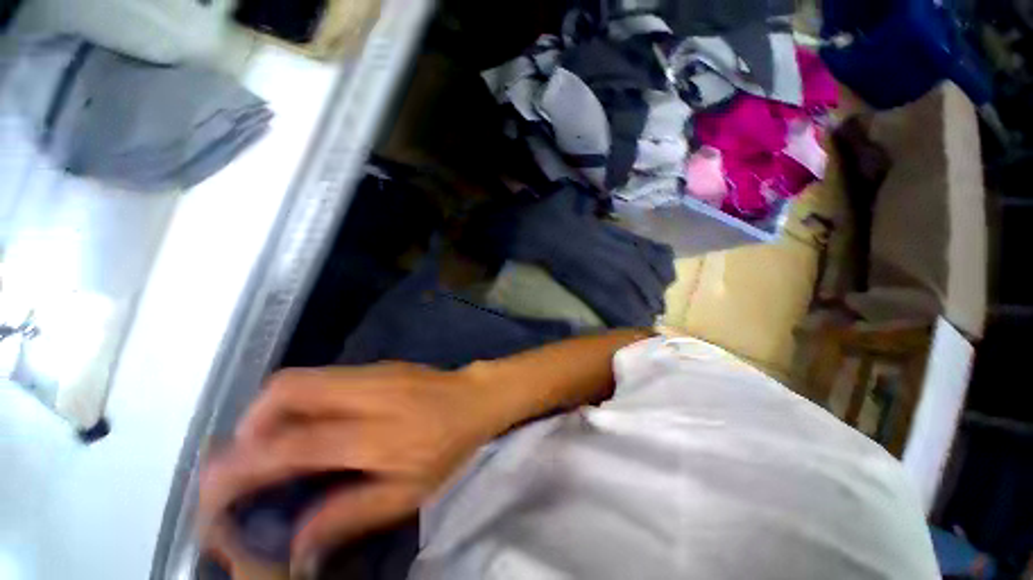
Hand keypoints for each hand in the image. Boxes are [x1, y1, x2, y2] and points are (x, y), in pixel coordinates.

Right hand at [199, 363, 502, 573]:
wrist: (476, 398)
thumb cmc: (450, 446)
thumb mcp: (409, 492)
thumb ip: (351, 513)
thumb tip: (297, 539)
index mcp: (374, 434)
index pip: (292, 446)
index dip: (243, 467)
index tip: (214, 488)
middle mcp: (366, 394)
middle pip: (287, 391)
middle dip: (249, 424)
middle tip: (244, 458)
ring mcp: (372, 372)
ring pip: (301, 377)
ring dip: (269, 409)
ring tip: (268, 442)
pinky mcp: (378, 365)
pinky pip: (322, 376)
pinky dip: (297, 398)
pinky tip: (307, 420)